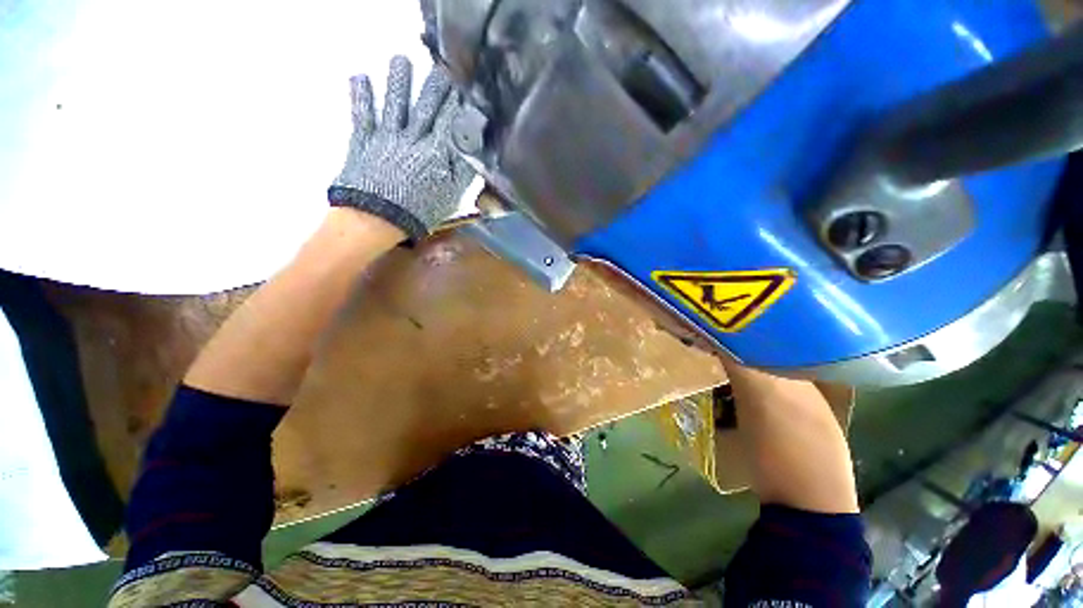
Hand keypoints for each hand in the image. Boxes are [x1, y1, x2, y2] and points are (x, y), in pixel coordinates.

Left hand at [329, 56, 474, 241]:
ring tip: (401, 60)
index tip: (464, 88)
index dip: (457, 105)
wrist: (377, 218)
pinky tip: (360, 76)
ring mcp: (386, 136)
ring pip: (395, 103)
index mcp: (435, 153)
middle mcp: (412, 138)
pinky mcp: (363, 140)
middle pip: (426, 107)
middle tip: (441, 67)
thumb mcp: (451, 196)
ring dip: (399, 81)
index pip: (450, 123)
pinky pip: (362, 114)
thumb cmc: (419, 211)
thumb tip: (474, 148)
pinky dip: (361, 95)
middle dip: (435, 87)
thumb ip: (463, 171)